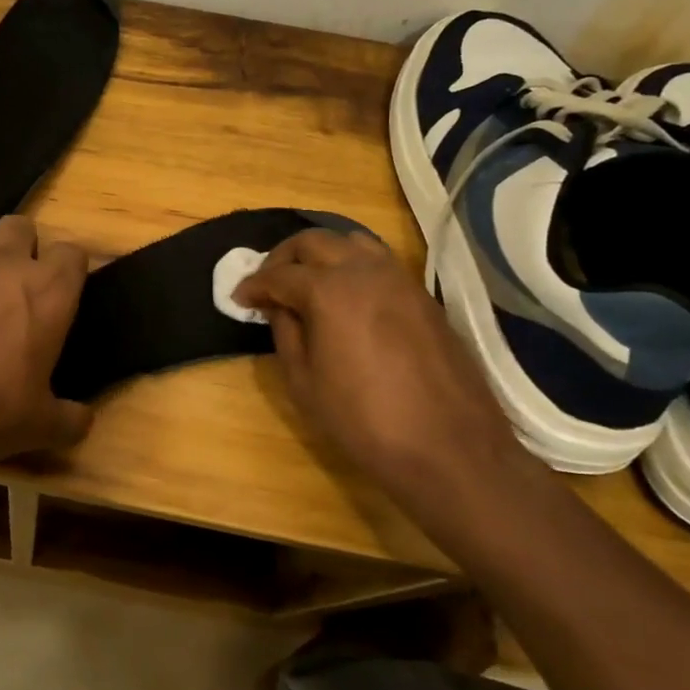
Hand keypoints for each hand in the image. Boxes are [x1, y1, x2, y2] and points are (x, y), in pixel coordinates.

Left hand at [0, 215, 93, 467]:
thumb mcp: (39, 427)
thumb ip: (70, 418)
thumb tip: (82, 419)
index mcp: (46, 291)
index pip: (73, 253)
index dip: (69, 270)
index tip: (63, 295)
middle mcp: (3, 264)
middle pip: (21, 226)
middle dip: (22, 247)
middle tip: (16, 287)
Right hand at [234, 229, 531, 498]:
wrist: (449, 448)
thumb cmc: (364, 421)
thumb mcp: (304, 383)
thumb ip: (286, 334)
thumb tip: (279, 308)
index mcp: (328, 291)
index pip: (279, 274)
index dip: (253, 285)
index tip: (239, 298)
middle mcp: (364, 271)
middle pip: (314, 241)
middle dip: (283, 257)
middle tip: (269, 283)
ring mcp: (400, 279)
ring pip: (351, 241)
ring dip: (321, 253)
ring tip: (307, 280)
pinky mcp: (423, 295)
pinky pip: (379, 261)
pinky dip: (353, 264)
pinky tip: (346, 294)